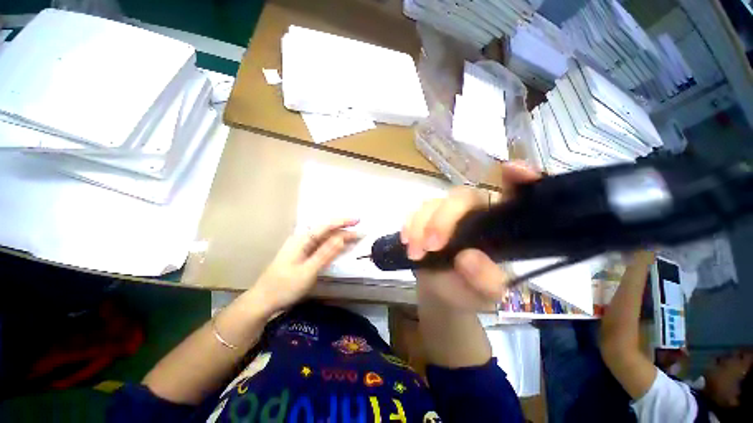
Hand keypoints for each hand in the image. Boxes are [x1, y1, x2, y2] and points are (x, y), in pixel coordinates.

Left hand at [250, 218, 358, 314]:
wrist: (263, 301)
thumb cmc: (284, 286)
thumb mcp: (307, 271)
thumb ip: (325, 253)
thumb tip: (342, 238)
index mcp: (302, 240)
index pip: (326, 226)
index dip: (342, 222)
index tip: (358, 220)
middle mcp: (303, 240)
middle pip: (327, 232)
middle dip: (344, 231)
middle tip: (361, 233)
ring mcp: (303, 248)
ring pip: (325, 239)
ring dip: (341, 238)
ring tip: (356, 239)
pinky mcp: (304, 256)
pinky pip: (322, 247)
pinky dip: (334, 247)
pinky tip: (342, 247)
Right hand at [402, 163, 539, 309]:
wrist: (440, 293)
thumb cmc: (468, 292)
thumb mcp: (484, 294)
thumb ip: (485, 281)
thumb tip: (467, 258)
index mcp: (501, 225)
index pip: (515, 196)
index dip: (519, 180)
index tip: (513, 169)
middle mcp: (476, 212)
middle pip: (462, 197)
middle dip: (443, 219)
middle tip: (432, 246)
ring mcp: (448, 213)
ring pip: (435, 202)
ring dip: (421, 225)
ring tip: (415, 253)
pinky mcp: (427, 217)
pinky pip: (416, 211)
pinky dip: (410, 225)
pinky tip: (407, 242)